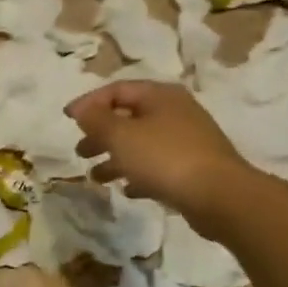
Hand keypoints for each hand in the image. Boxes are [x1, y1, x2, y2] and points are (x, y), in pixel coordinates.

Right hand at [65, 81, 251, 228]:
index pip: (117, 90)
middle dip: (101, 133)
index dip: (89, 102)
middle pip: (129, 117)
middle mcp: (175, 112)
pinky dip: (139, 174)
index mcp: (160, 95)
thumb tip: (82, 109)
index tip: (67, 119)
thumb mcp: (121, 135)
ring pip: (142, 143)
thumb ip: (96, 120)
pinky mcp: (194, 168)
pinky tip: (127, 190)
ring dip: (116, 157)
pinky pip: (158, 166)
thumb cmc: (165, 158)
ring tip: (96, 177)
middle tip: (80, 151)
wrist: (220, 196)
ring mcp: (188, 140)